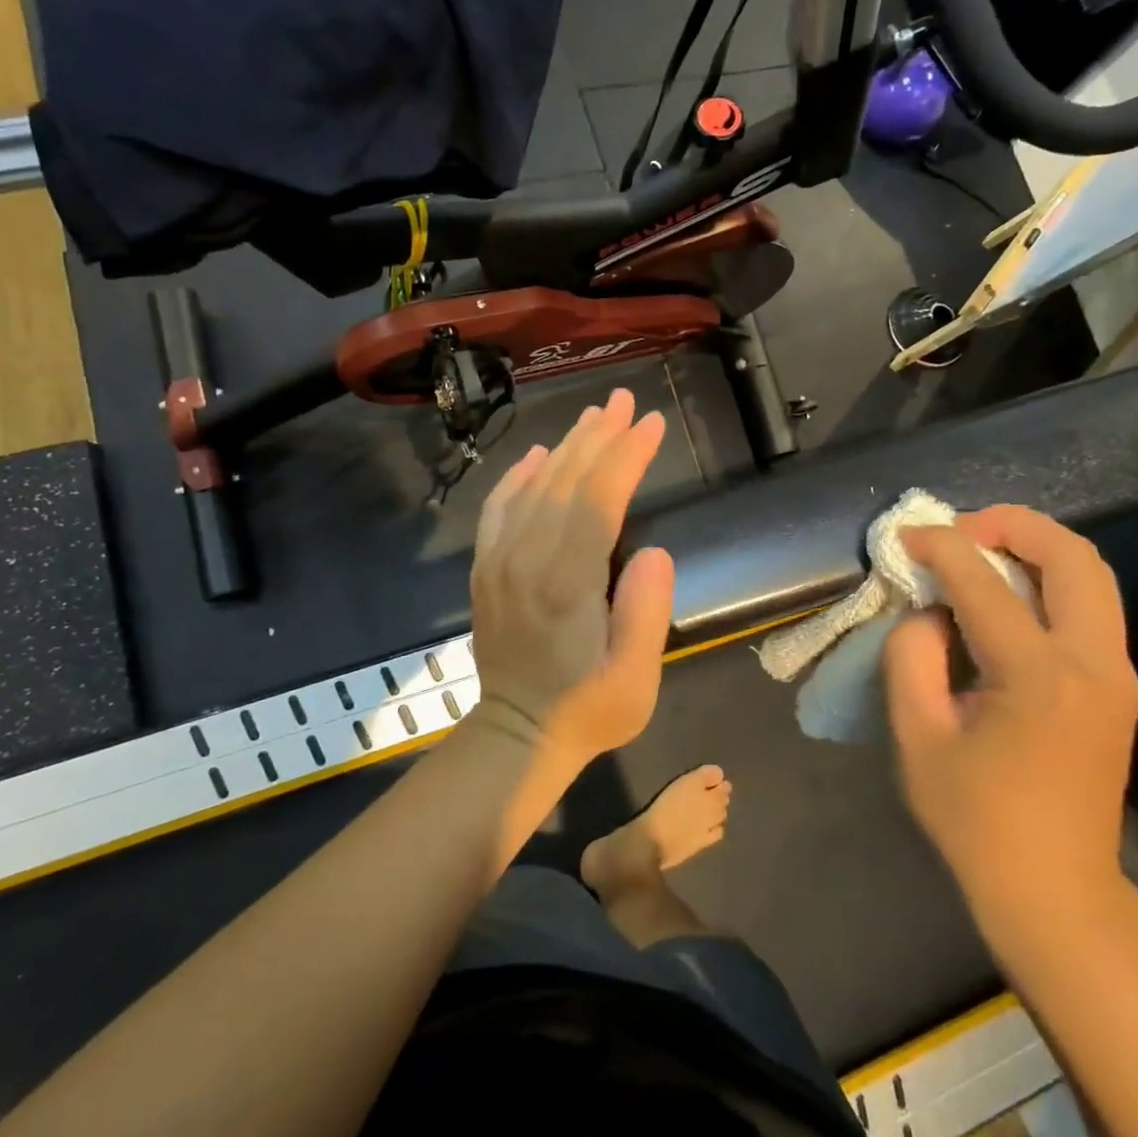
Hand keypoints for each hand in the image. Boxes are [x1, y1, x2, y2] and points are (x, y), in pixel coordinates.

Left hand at [468, 388, 675, 765]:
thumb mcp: (634, 681)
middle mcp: (525, 560)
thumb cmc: (587, 711)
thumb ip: (646, 613)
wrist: (516, 736)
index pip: (597, 501)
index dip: (626, 457)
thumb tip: (653, 550)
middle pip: (564, 481)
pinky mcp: (485, 568)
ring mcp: (498, 562)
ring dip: (566, 447)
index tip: (651, 423)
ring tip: (595, 416)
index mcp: (565, 584)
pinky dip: (518, 476)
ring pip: (534, 487)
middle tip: (626, 401)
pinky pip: (499, 508)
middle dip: (599, 436)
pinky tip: (537, 455)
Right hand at [883, 506, 1137, 921]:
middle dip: (1013, 524)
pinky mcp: (1116, 684)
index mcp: (1038, 677)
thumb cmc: (975, 818)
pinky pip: (1088, 605)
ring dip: (1035, 547)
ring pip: (1091, 574)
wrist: (1055, 889)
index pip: (985, 583)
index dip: (941, 546)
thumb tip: (929, 612)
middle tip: (960, 530)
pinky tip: (1004, 592)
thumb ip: (912, 656)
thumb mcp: (917, 734)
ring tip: (979, 551)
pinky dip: (1047, 578)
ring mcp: (1116, 673)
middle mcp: (1094, 663)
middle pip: (1073, 556)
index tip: (906, 534)